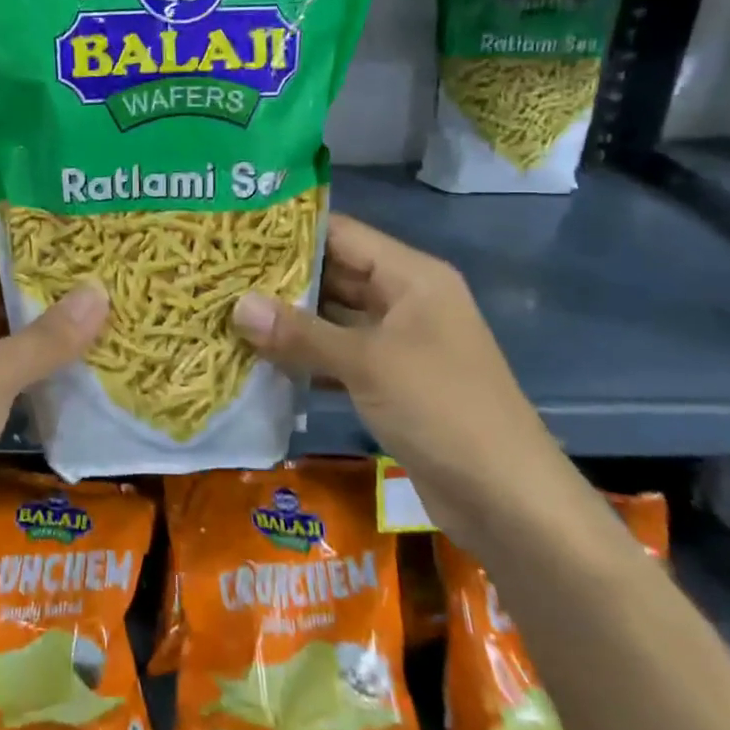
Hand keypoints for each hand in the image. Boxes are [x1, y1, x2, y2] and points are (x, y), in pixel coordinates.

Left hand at [0, 246, 108, 615]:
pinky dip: (36, 367)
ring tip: (107, 318)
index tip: (90, 248)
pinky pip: (4, 371)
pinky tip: (81, 366)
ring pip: (5, 335)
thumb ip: (45, 336)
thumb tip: (100, 290)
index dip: (36, 252)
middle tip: (110, 284)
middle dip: (50, 293)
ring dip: (48, 332)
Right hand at [232, 213, 568, 542]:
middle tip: (222, 274)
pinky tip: (260, 359)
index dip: (291, 230)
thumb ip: (301, 333)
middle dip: (282, 278)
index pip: (342, 235)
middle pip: (336, 275)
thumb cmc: (441, 408)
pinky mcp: (391, 382)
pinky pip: (339, 357)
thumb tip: (237, 306)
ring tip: (229, 311)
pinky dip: (306, 358)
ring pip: (334, 320)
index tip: (238, 231)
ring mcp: (399, 344)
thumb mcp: (367, 363)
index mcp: (412, 277)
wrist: (507, 498)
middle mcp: (406, 301)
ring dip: (289, 321)